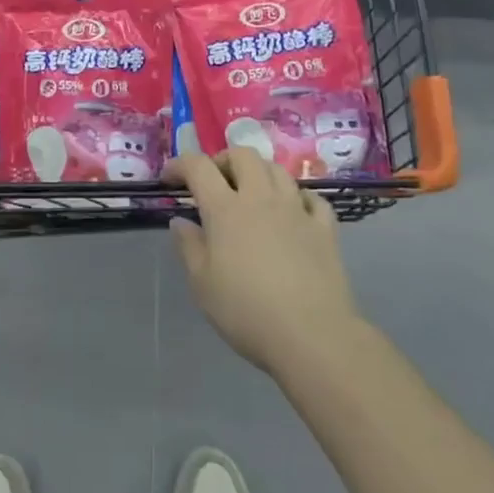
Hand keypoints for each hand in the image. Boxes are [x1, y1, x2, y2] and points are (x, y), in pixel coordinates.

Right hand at [170, 148, 359, 374]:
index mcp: (225, 209)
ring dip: (259, 172)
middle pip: (242, 155)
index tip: (169, 179)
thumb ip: (188, 247)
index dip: (180, 165)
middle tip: (214, 181)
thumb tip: (180, 221)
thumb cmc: (247, 311)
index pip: (198, 167)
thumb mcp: (202, 285)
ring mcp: (296, 210)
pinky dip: (298, 197)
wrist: (312, 337)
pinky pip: (312, 198)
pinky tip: (293, 211)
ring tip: (251, 192)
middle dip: (223, 160)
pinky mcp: (324, 229)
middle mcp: (261, 198)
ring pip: (277, 169)